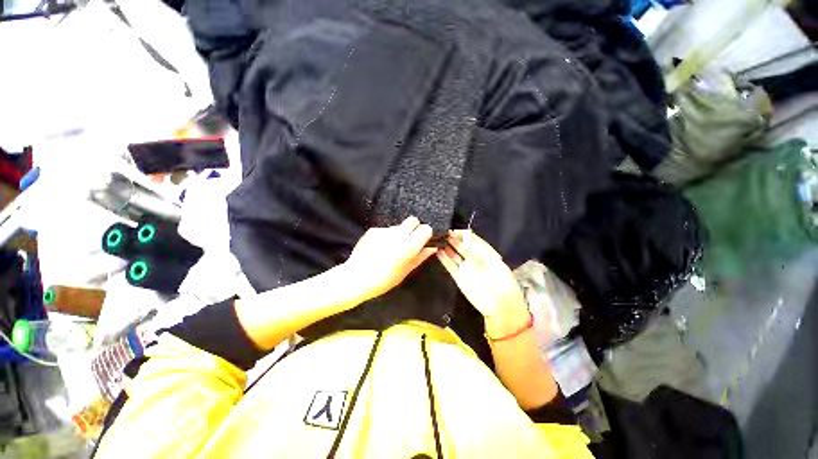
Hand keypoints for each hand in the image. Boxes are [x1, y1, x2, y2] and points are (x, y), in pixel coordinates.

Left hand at [343, 217, 435, 301]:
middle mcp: (398, 234)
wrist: (356, 278)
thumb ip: (421, 257)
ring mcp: (385, 230)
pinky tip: (379, 248)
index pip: (426, 228)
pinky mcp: (373, 230)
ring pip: (398, 226)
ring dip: (398, 233)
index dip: (425, 234)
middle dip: (414, 228)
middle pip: (413, 220)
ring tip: (390, 248)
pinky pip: (385, 230)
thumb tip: (432, 248)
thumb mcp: (406, 271)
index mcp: (410, 245)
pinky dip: (385, 236)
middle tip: (409, 240)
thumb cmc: (384, 280)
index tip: (422, 240)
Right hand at [436, 230, 529, 338]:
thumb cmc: (500, 281)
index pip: (471, 239)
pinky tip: (438, 251)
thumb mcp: (493, 261)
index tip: (452, 230)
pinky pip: (450, 265)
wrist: (500, 306)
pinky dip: (444, 259)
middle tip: (442, 233)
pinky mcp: (459, 277)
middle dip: (453, 239)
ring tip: (437, 240)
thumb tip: (466, 235)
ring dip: (447, 247)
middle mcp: (474, 258)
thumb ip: (478, 248)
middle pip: (461, 245)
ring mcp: (466, 268)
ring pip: (454, 254)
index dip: (462, 234)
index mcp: (486, 252)